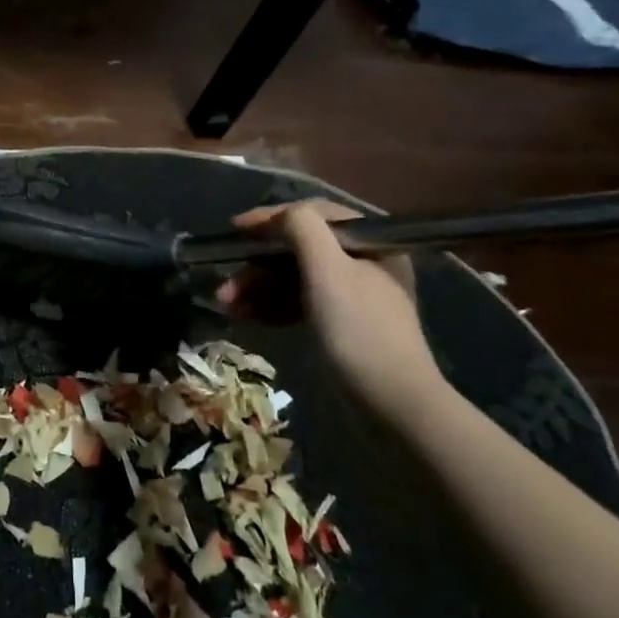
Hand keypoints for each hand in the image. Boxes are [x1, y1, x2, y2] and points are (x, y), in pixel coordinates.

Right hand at [215, 200, 445, 411]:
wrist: (392, 402)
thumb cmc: (359, 329)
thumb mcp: (329, 270)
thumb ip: (303, 229)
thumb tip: (278, 215)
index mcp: (369, 243)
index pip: (314, 215)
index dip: (272, 218)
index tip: (235, 230)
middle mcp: (362, 263)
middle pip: (298, 250)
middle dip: (257, 265)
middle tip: (226, 284)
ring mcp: (351, 296)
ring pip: (294, 278)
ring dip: (257, 288)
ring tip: (226, 304)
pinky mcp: (339, 324)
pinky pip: (299, 303)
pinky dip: (272, 307)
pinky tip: (245, 316)